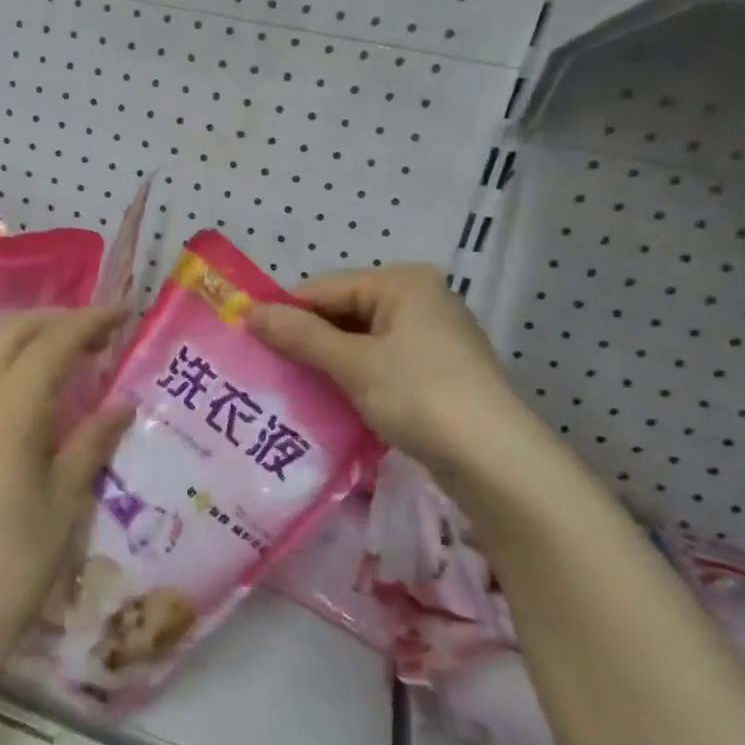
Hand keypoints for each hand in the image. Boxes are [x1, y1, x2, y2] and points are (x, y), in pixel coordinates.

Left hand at [0, 306, 133, 669]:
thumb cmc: (16, 561)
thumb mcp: (66, 500)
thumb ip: (92, 441)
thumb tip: (122, 403)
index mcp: (10, 409)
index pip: (54, 341)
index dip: (91, 320)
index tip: (124, 312)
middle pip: (13, 330)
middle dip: (57, 320)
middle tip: (96, 334)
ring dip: (22, 333)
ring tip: (56, 349)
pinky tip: (14, 380)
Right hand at [249, 265, 546, 481]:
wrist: (497, 461)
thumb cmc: (421, 396)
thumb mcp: (353, 363)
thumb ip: (300, 335)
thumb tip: (249, 313)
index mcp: (403, 283)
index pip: (325, 287)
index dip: (285, 312)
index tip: (247, 339)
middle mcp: (419, 300)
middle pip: (343, 312)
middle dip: (305, 339)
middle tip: (264, 367)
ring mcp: (430, 338)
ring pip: (359, 341)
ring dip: (325, 362)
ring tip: (288, 385)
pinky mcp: (434, 372)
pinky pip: (378, 364)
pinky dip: (351, 378)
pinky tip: (327, 400)